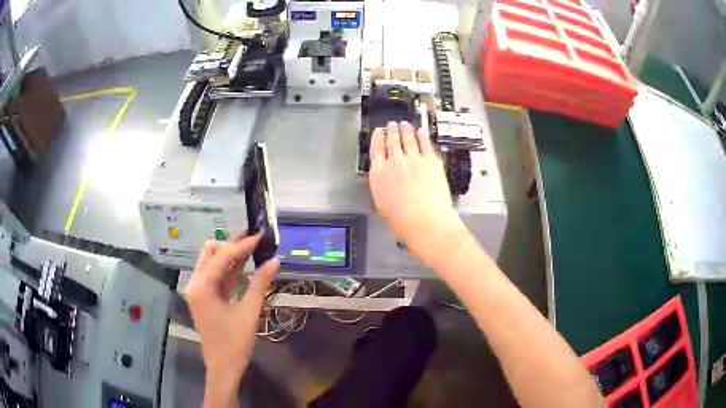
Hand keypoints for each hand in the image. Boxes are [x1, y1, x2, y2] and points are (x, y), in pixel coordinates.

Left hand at [185, 233, 278, 406]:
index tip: (261, 235)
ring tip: (252, 246)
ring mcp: (199, 291)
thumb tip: (274, 260)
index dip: (242, 245)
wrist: (223, 367)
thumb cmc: (234, 343)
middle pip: (211, 252)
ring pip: (213, 263)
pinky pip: (216, 277)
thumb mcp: (249, 312)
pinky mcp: (205, 298)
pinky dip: (230, 269)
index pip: (222, 256)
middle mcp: (196, 283)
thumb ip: (260, 284)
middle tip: (254, 238)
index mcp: (202, 286)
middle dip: (232, 243)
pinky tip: (246, 264)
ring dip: (231, 255)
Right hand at [369, 122, 464, 262]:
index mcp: (379, 174)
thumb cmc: (401, 221)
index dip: (378, 138)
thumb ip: (384, 186)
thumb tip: (389, 180)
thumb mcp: (383, 203)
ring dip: (406, 130)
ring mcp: (414, 159)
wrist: (425, 220)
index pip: (376, 150)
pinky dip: (422, 136)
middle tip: (393, 124)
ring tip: (405, 124)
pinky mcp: (431, 161)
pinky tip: (421, 131)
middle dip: (392, 131)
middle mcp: (394, 162)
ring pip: (408, 139)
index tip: (379, 131)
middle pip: (392, 141)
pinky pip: (425, 144)